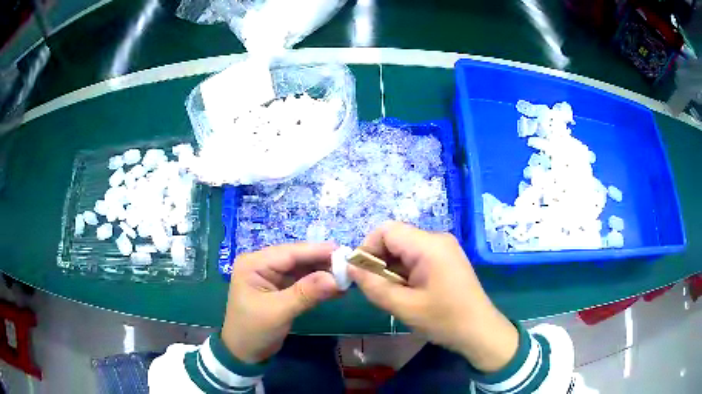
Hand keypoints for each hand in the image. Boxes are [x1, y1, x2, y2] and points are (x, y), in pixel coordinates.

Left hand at [222, 243, 340, 363]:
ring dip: (323, 273)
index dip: (316, 251)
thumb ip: (306, 293)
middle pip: (297, 258)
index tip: (343, 251)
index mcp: (254, 264)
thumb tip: (335, 279)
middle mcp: (263, 265)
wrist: (244, 353)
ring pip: (302, 270)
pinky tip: (337, 288)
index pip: (289, 252)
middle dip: (322, 262)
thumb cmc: (254, 330)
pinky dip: (319, 285)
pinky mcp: (281, 289)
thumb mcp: (278, 311)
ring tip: (347, 276)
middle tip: (349, 265)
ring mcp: (272, 277)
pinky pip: (303, 282)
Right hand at [349, 222, 518, 372]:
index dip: (367, 248)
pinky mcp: (446, 259)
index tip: (360, 273)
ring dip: (391, 269)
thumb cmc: (444, 320)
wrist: (480, 331)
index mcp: (429, 245)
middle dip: (379, 261)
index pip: (386, 230)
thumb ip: (373, 285)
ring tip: (392, 294)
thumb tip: (350, 267)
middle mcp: (437, 239)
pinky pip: (417, 257)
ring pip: (405, 249)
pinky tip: (407, 292)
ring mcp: (444, 248)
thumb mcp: (404, 306)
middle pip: (396, 238)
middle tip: (375, 288)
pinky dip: (404, 272)